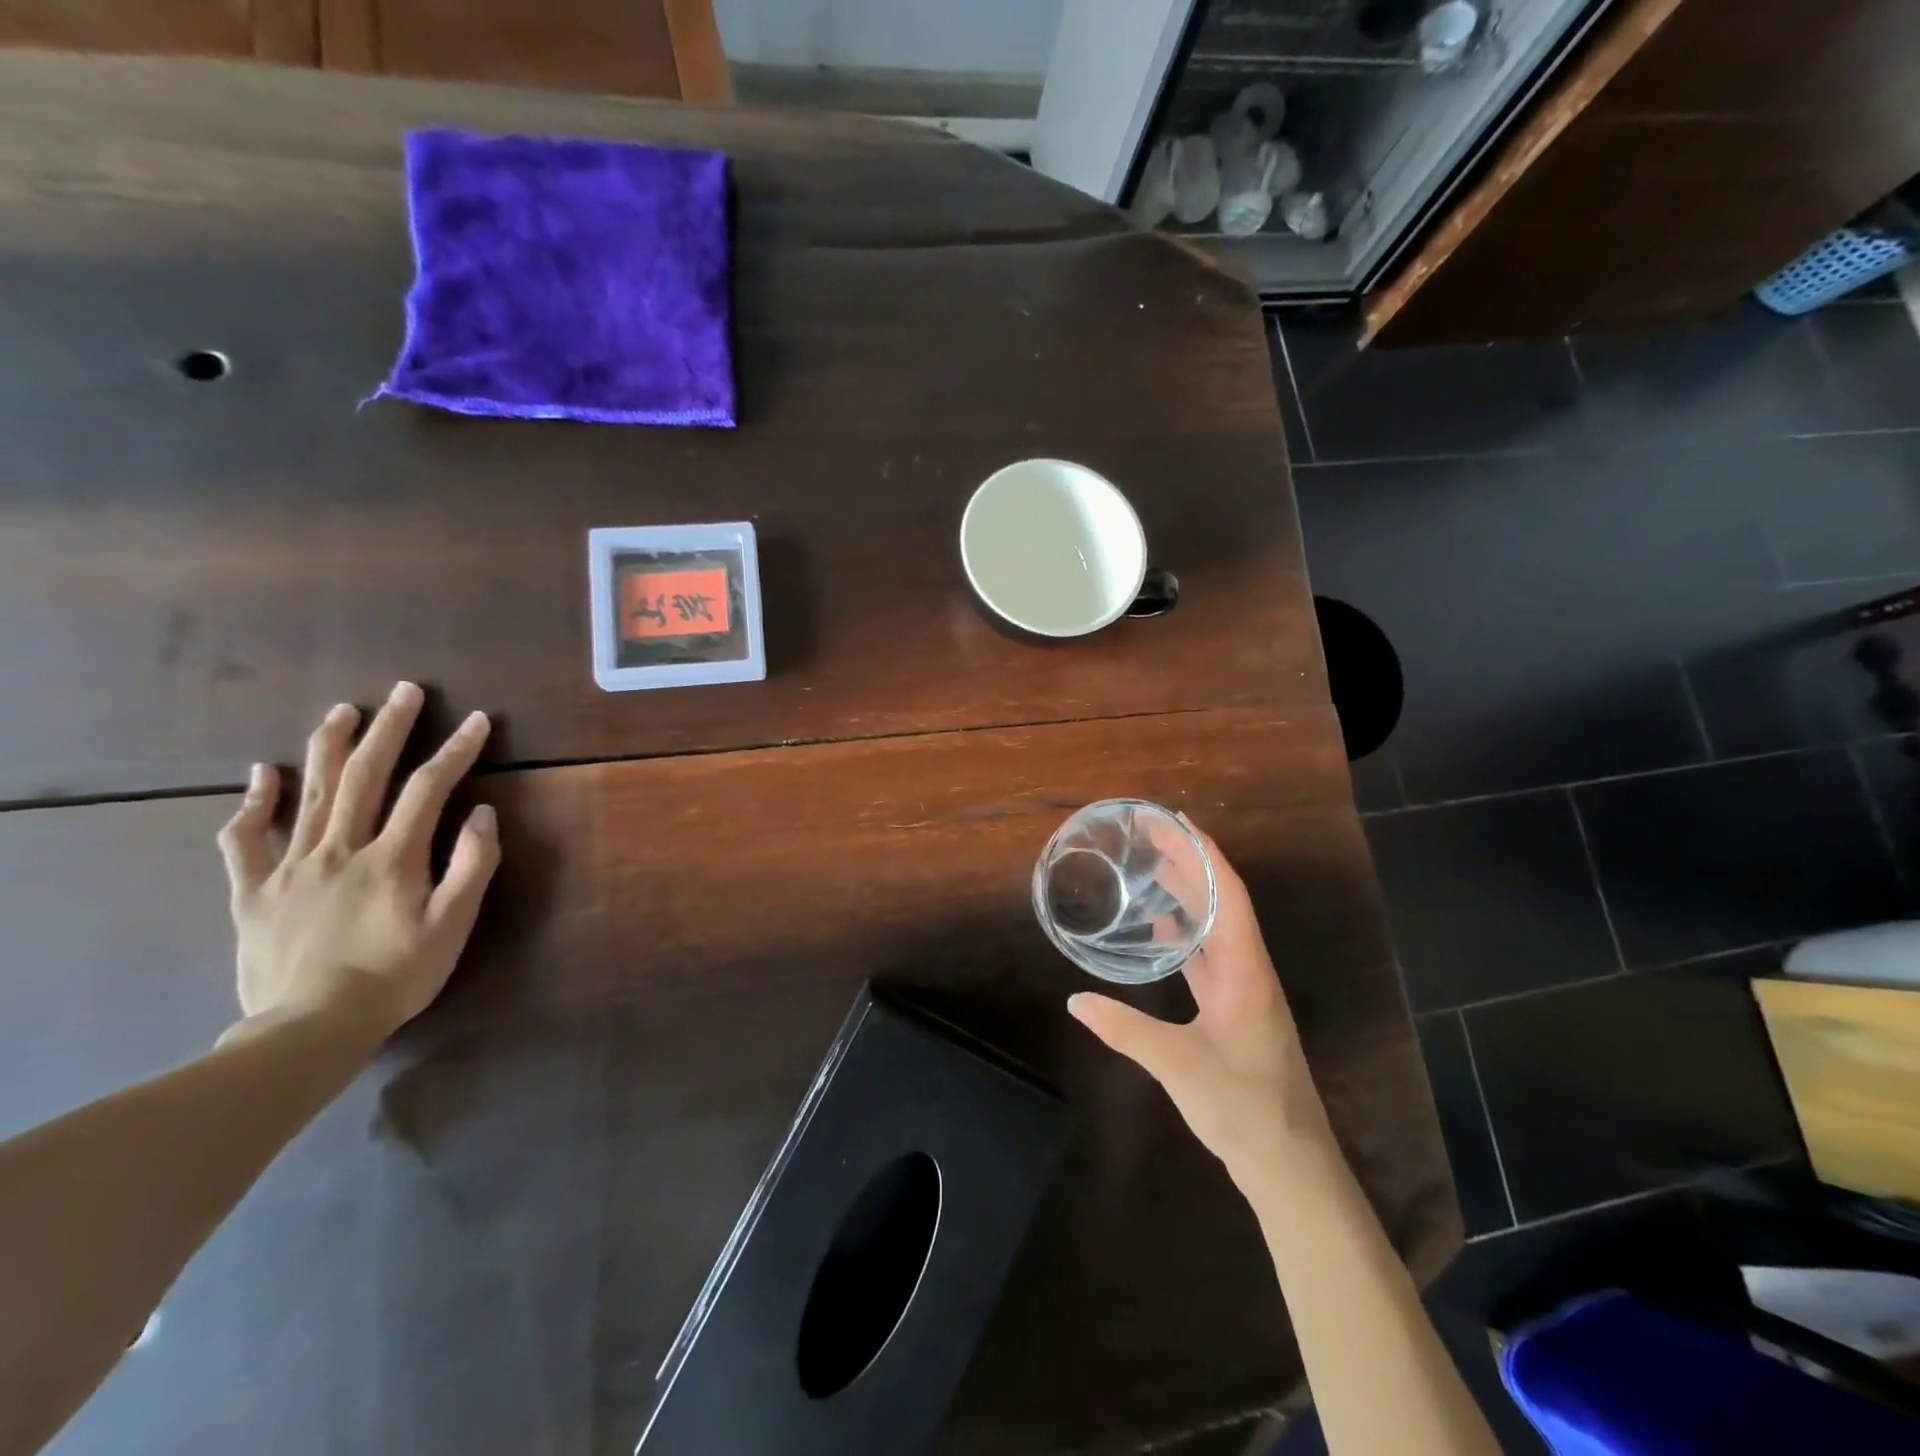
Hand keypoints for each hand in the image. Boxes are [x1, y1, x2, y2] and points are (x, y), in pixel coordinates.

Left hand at [216, 682, 500, 1044]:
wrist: (310, 1027)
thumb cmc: (397, 975)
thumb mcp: (453, 925)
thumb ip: (472, 866)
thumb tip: (482, 814)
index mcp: (393, 858)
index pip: (429, 789)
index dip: (456, 750)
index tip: (477, 721)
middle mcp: (341, 849)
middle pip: (366, 776)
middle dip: (390, 729)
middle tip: (404, 692)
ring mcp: (291, 867)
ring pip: (310, 793)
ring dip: (329, 746)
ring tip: (344, 711)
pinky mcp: (253, 891)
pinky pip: (245, 839)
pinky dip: (253, 802)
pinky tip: (260, 775)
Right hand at [1068, 822, 1332, 1189]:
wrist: (1291, 1166)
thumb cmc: (1243, 1107)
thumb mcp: (1178, 1065)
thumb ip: (1124, 1029)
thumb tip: (1074, 1001)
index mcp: (1245, 971)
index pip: (1228, 894)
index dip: (1205, 853)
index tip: (1178, 821)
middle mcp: (1249, 971)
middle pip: (1223, 903)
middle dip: (1192, 865)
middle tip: (1154, 837)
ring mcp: (1245, 993)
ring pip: (1217, 929)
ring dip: (1191, 897)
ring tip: (1155, 871)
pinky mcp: (1236, 1013)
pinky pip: (1211, 958)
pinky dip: (1189, 936)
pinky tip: (1166, 933)